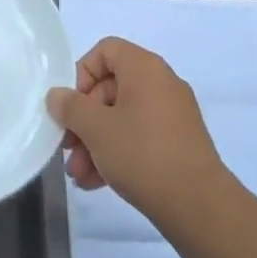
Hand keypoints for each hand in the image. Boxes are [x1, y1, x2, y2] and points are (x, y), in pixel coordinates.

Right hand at [46, 37, 226, 225]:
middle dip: (83, 120)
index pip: (105, 50)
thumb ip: (70, 107)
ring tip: (79, 174)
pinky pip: (139, 137)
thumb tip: (57, 96)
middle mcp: (161, 83)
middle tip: (68, 148)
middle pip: (110, 88)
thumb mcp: (96, 129)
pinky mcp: (178, 143)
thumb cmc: (142, 154)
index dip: (82, 73)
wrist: (199, 206)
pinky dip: (117, 153)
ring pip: (122, 117)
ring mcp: (172, 114)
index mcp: (145, 68)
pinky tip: (96, 182)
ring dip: (95, 142)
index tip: (72, 106)